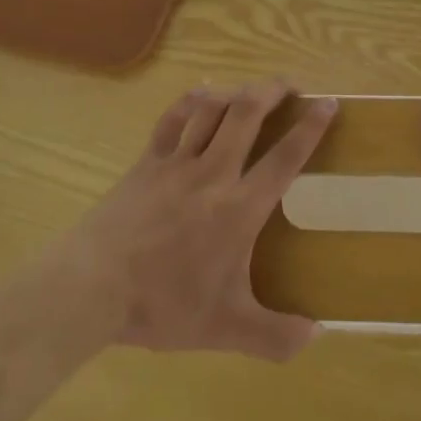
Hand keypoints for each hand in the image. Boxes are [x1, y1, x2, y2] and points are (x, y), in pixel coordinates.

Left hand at [62, 82, 336, 360]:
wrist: (93, 286)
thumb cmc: (163, 304)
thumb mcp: (225, 330)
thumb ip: (275, 336)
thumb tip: (317, 334)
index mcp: (239, 208)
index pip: (285, 158)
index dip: (310, 127)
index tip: (328, 104)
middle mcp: (213, 173)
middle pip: (247, 113)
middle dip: (273, 90)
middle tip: (291, 84)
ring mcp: (176, 162)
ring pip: (212, 108)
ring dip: (236, 91)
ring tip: (251, 89)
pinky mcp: (147, 161)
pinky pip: (174, 118)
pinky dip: (193, 100)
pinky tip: (202, 95)